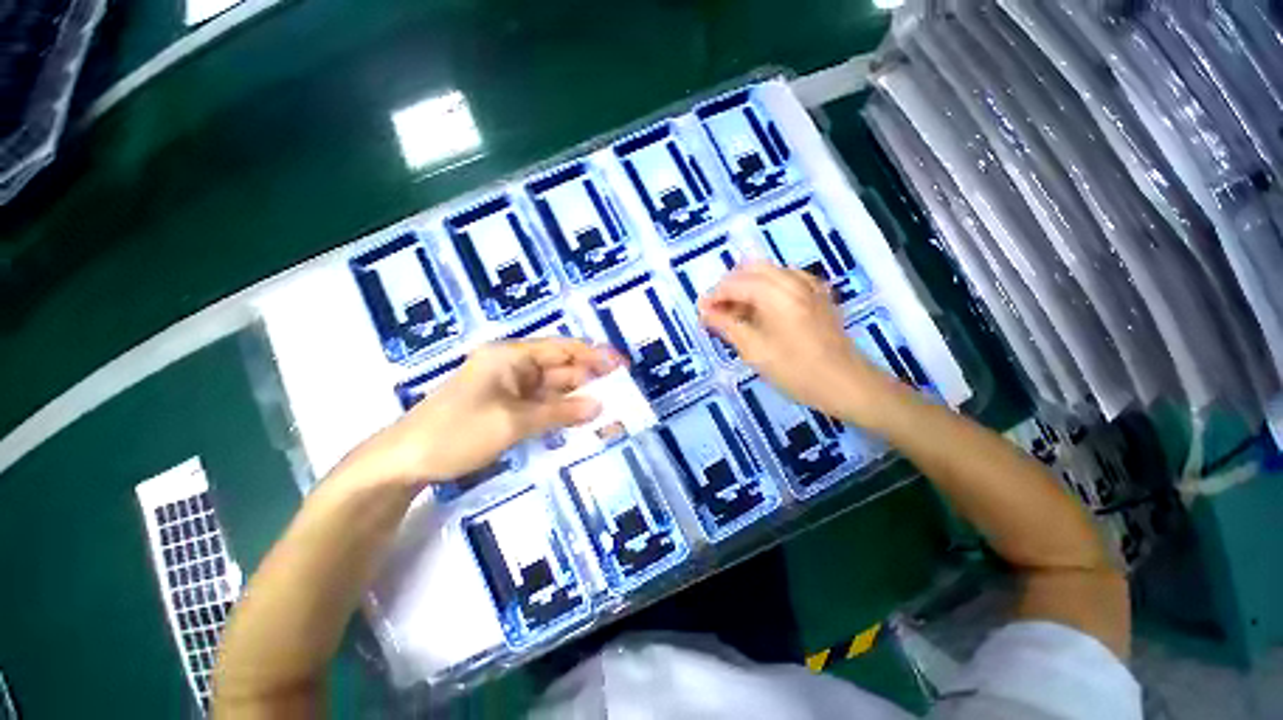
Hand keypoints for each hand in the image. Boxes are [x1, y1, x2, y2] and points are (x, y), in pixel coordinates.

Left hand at [352, 339, 622, 485]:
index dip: (595, 355)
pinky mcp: (507, 407)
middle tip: (621, 395)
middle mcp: (513, 366)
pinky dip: (561, 412)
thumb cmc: (457, 433)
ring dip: (578, 399)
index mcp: (511, 356)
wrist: (404, 462)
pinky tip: (581, 421)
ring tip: (609, 411)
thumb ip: (560, 412)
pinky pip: (542, 405)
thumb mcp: (513, 422)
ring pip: (554, 389)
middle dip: (591, 380)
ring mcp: (510, 388)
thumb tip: (600, 406)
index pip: (563, 348)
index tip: (622, 366)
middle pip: (561, 368)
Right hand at [699, 262, 896, 421]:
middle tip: (717, 310)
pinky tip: (762, 308)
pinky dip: (767, 288)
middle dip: (730, 286)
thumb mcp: (755, 351)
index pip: (736, 283)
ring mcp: (809, 286)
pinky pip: (786, 280)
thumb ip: (727, 326)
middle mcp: (794, 281)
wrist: (847, 384)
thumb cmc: (796, 371)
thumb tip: (704, 311)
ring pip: (769, 272)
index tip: (700, 312)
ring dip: (748, 286)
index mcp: (777, 294)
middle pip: (752, 269)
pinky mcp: (817, 295)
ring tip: (736, 312)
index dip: (715, 295)